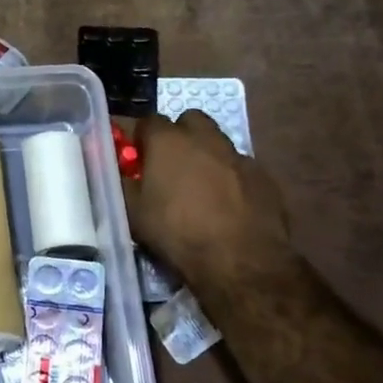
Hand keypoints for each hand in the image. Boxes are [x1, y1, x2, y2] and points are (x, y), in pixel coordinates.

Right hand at [123, 111, 293, 288]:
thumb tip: (118, 170)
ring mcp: (238, 156)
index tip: (133, 155)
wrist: (241, 262)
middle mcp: (204, 138)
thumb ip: (123, 183)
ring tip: (199, 185)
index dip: (138, 136)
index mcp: (168, 141)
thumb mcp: (133, 212)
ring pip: (217, 141)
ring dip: (205, 154)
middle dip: (178, 134)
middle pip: (189, 120)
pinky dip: (230, 177)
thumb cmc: (177, 233)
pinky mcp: (264, 176)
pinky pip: (240, 167)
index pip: (146, 121)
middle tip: (169, 162)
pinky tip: (227, 203)